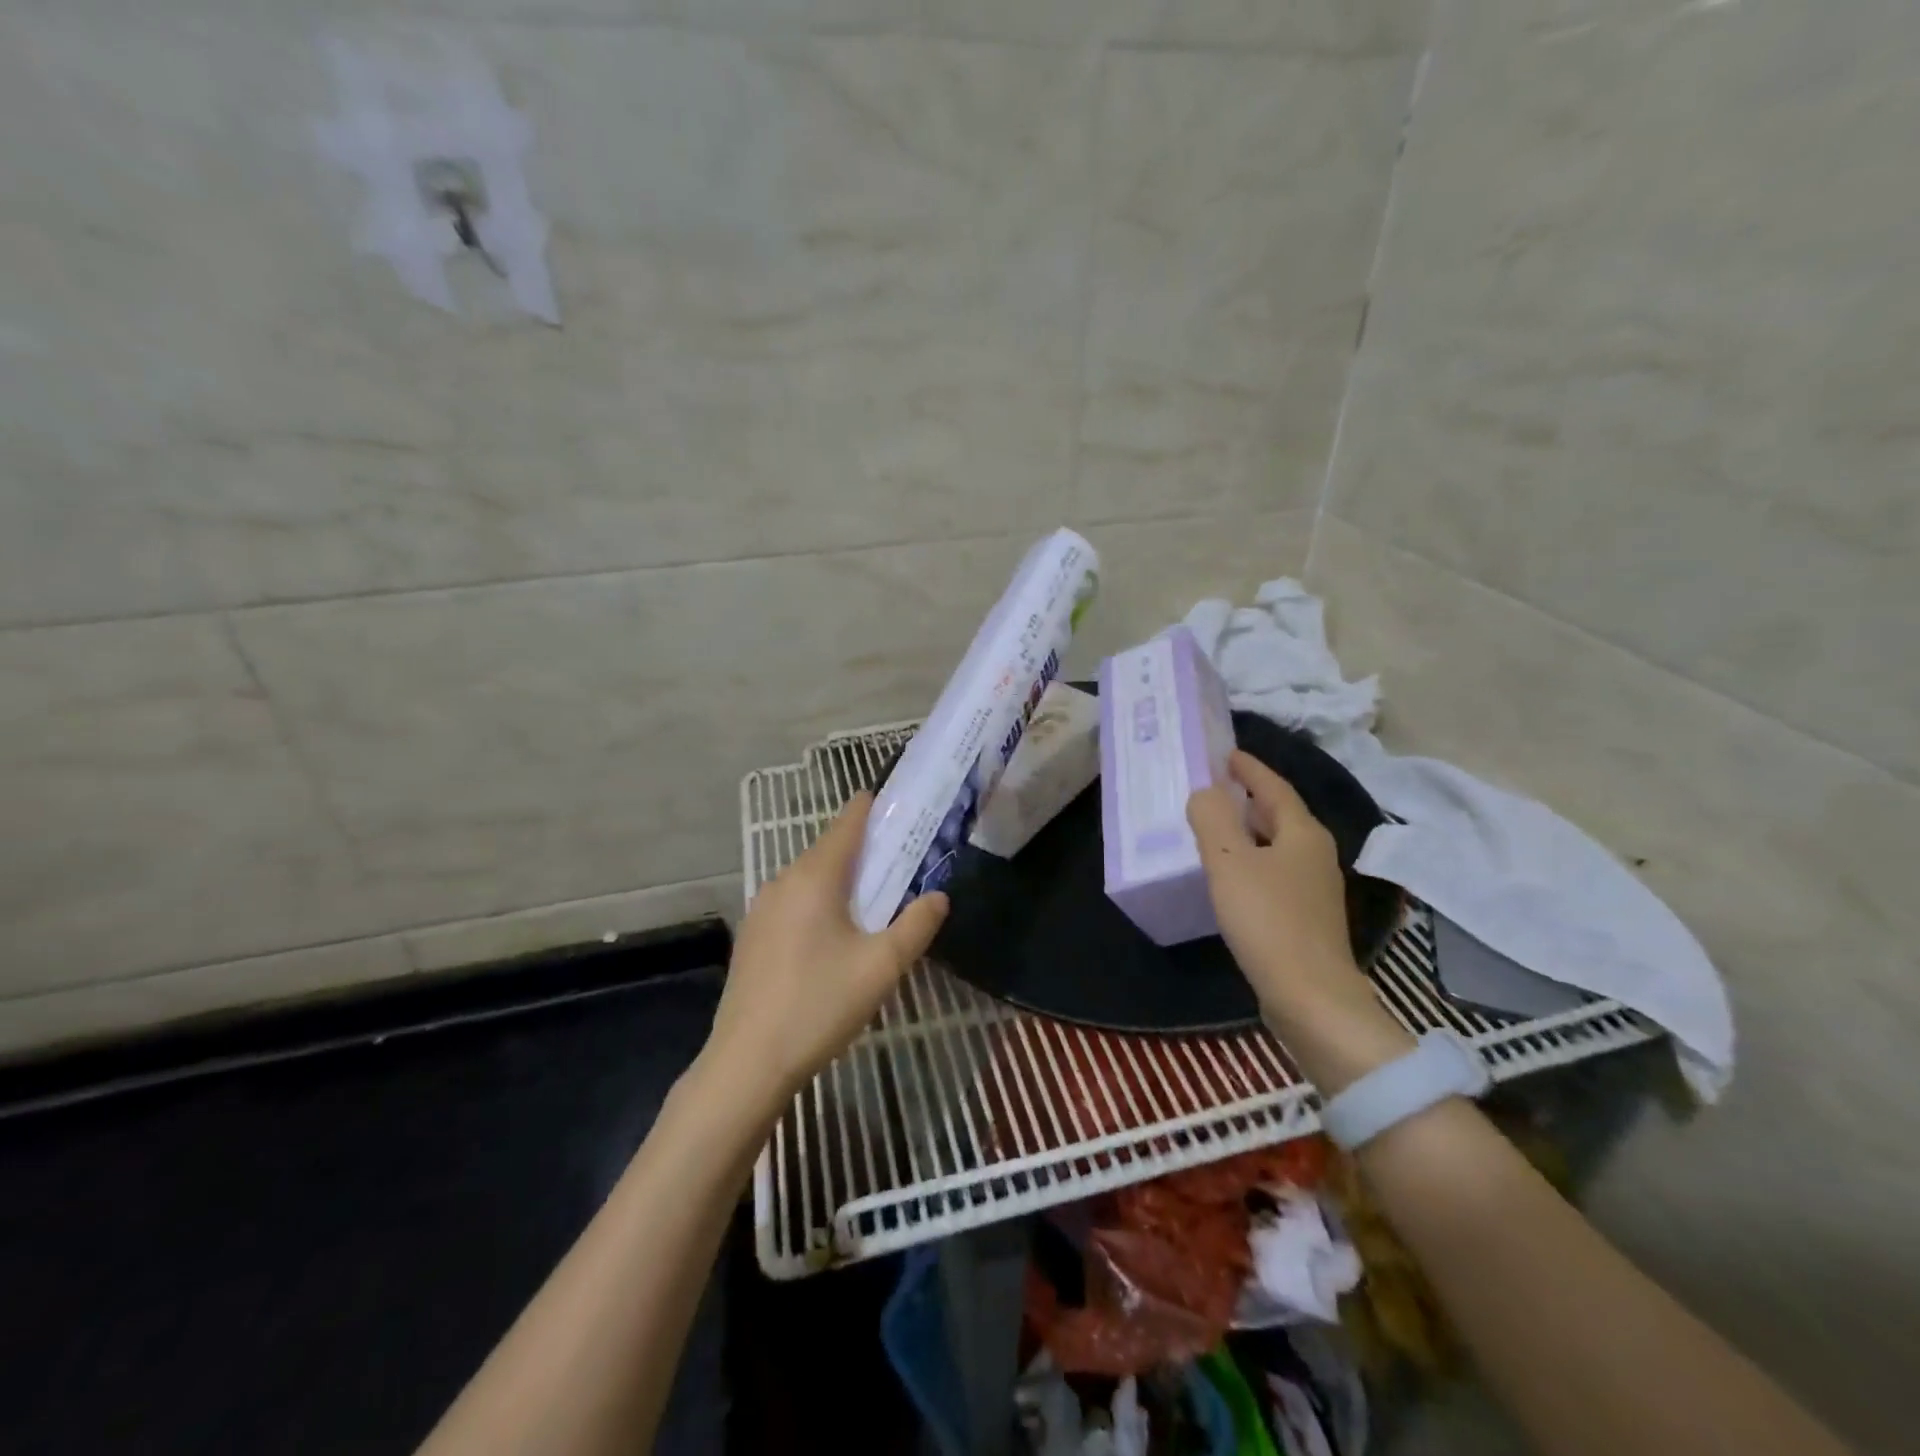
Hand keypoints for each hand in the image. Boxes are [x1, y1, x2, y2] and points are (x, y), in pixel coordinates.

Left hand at [704, 792, 949, 1111]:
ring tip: (875, 897)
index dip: (873, 807)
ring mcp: (762, 909)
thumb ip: (916, 925)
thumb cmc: (819, 1005)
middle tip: (902, 859)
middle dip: (865, 849)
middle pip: (829, 849)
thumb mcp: (881, 967)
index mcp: (814, 877)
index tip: (900, 803)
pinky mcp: (753, 936)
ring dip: (842, 878)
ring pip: (810, 877)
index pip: (847, 822)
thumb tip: (939, 896)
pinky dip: (821, 901)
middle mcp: (783, 881)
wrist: (747, 1063)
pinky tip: (835, 934)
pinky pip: (794, 901)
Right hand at [1187, 751, 1409, 1090]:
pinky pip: (1273, 872)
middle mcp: (1314, 854)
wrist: (1310, 997)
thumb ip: (1212, 818)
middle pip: (1278, 814)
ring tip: (1213, 826)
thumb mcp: (1229, 861)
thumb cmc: (1268, 920)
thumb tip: (1205, 793)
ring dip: (1247, 830)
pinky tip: (1228, 874)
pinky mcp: (1305, 917)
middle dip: (1247, 797)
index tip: (1224, 753)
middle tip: (1211, 787)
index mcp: (1302, 833)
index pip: (1274, 787)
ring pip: (1276, 844)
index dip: (1249, 769)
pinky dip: (1250, 860)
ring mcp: (1313, 888)